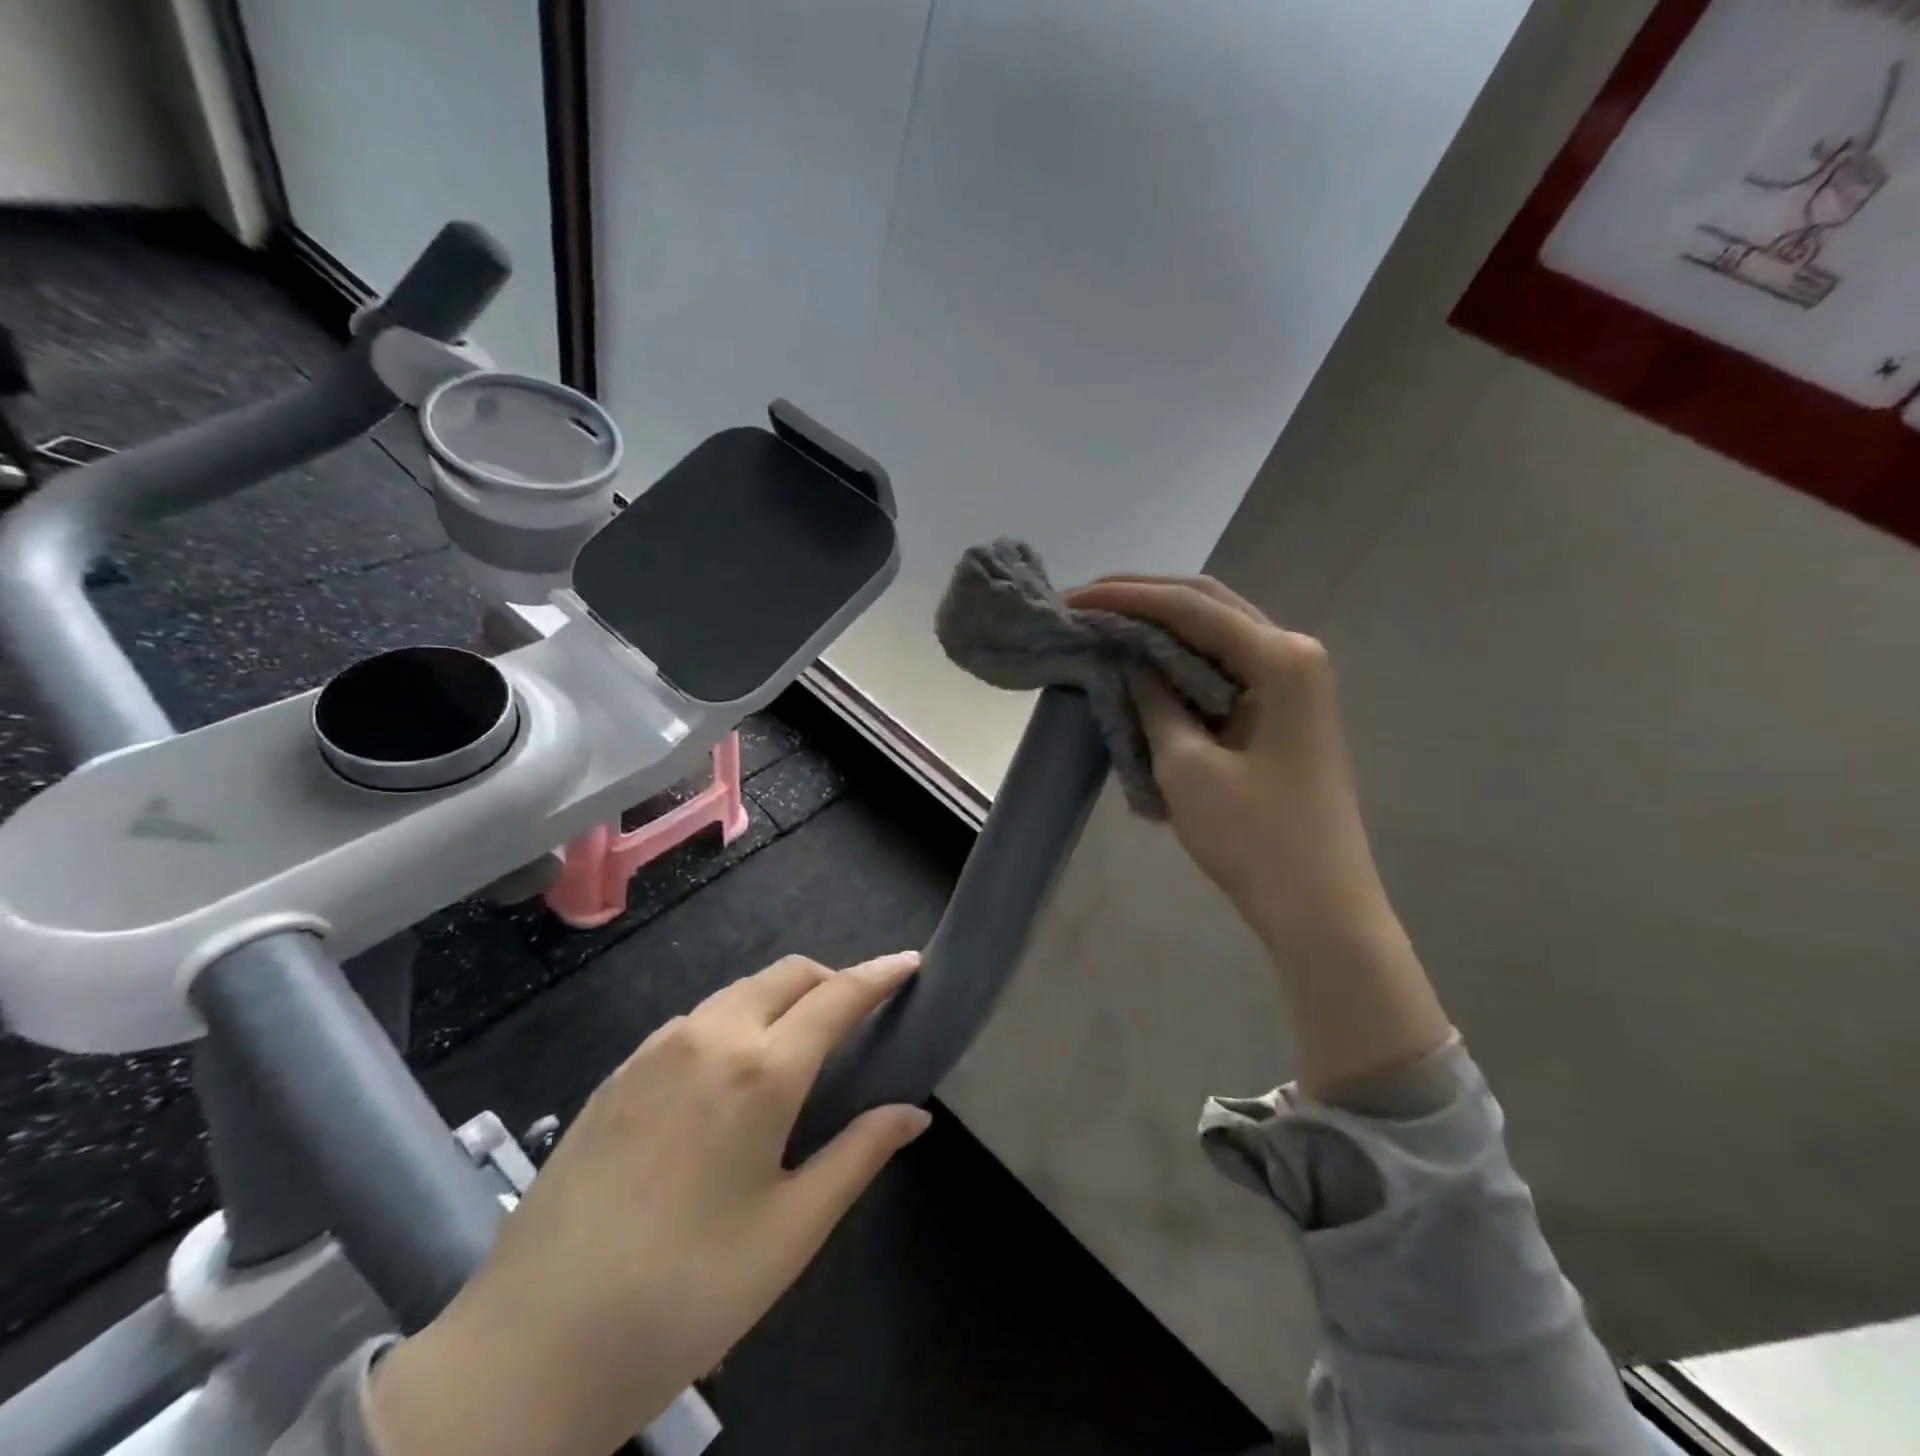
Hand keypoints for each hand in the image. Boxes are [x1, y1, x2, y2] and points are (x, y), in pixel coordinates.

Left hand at [368, 952, 929, 1455]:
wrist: (529, 1352)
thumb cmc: (685, 1295)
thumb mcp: (791, 1232)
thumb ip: (859, 1155)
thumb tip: (914, 1113)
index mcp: (761, 1070)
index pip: (838, 996)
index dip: (881, 974)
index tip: (911, 961)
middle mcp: (709, 1036)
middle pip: (787, 974)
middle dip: (831, 979)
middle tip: (859, 1016)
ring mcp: (655, 1049)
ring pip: (738, 992)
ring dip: (781, 999)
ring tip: (798, 1048)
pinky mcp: (618, 1072)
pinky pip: (695, 1020)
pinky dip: (733, 1021)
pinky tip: (729, 1075)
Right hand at [1066, 576, 1449, 1091]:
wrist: (1317, 906)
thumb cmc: (1254, 837)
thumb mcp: (1186, 765)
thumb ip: (1154, 698)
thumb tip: (1125, 657)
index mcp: (1280, 658)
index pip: (1190, 607)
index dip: (1125, 597)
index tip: (1071, 597)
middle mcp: (1293, 653)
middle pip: (1209, 603)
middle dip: (1144, 597)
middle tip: (1085, 600)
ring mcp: (1293, 681)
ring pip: (1217, 631)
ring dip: (1162, 624)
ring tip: (1105, 622)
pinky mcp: (1283, 709)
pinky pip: (1224, 665)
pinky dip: (1181, 658)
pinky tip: (1144, 661)